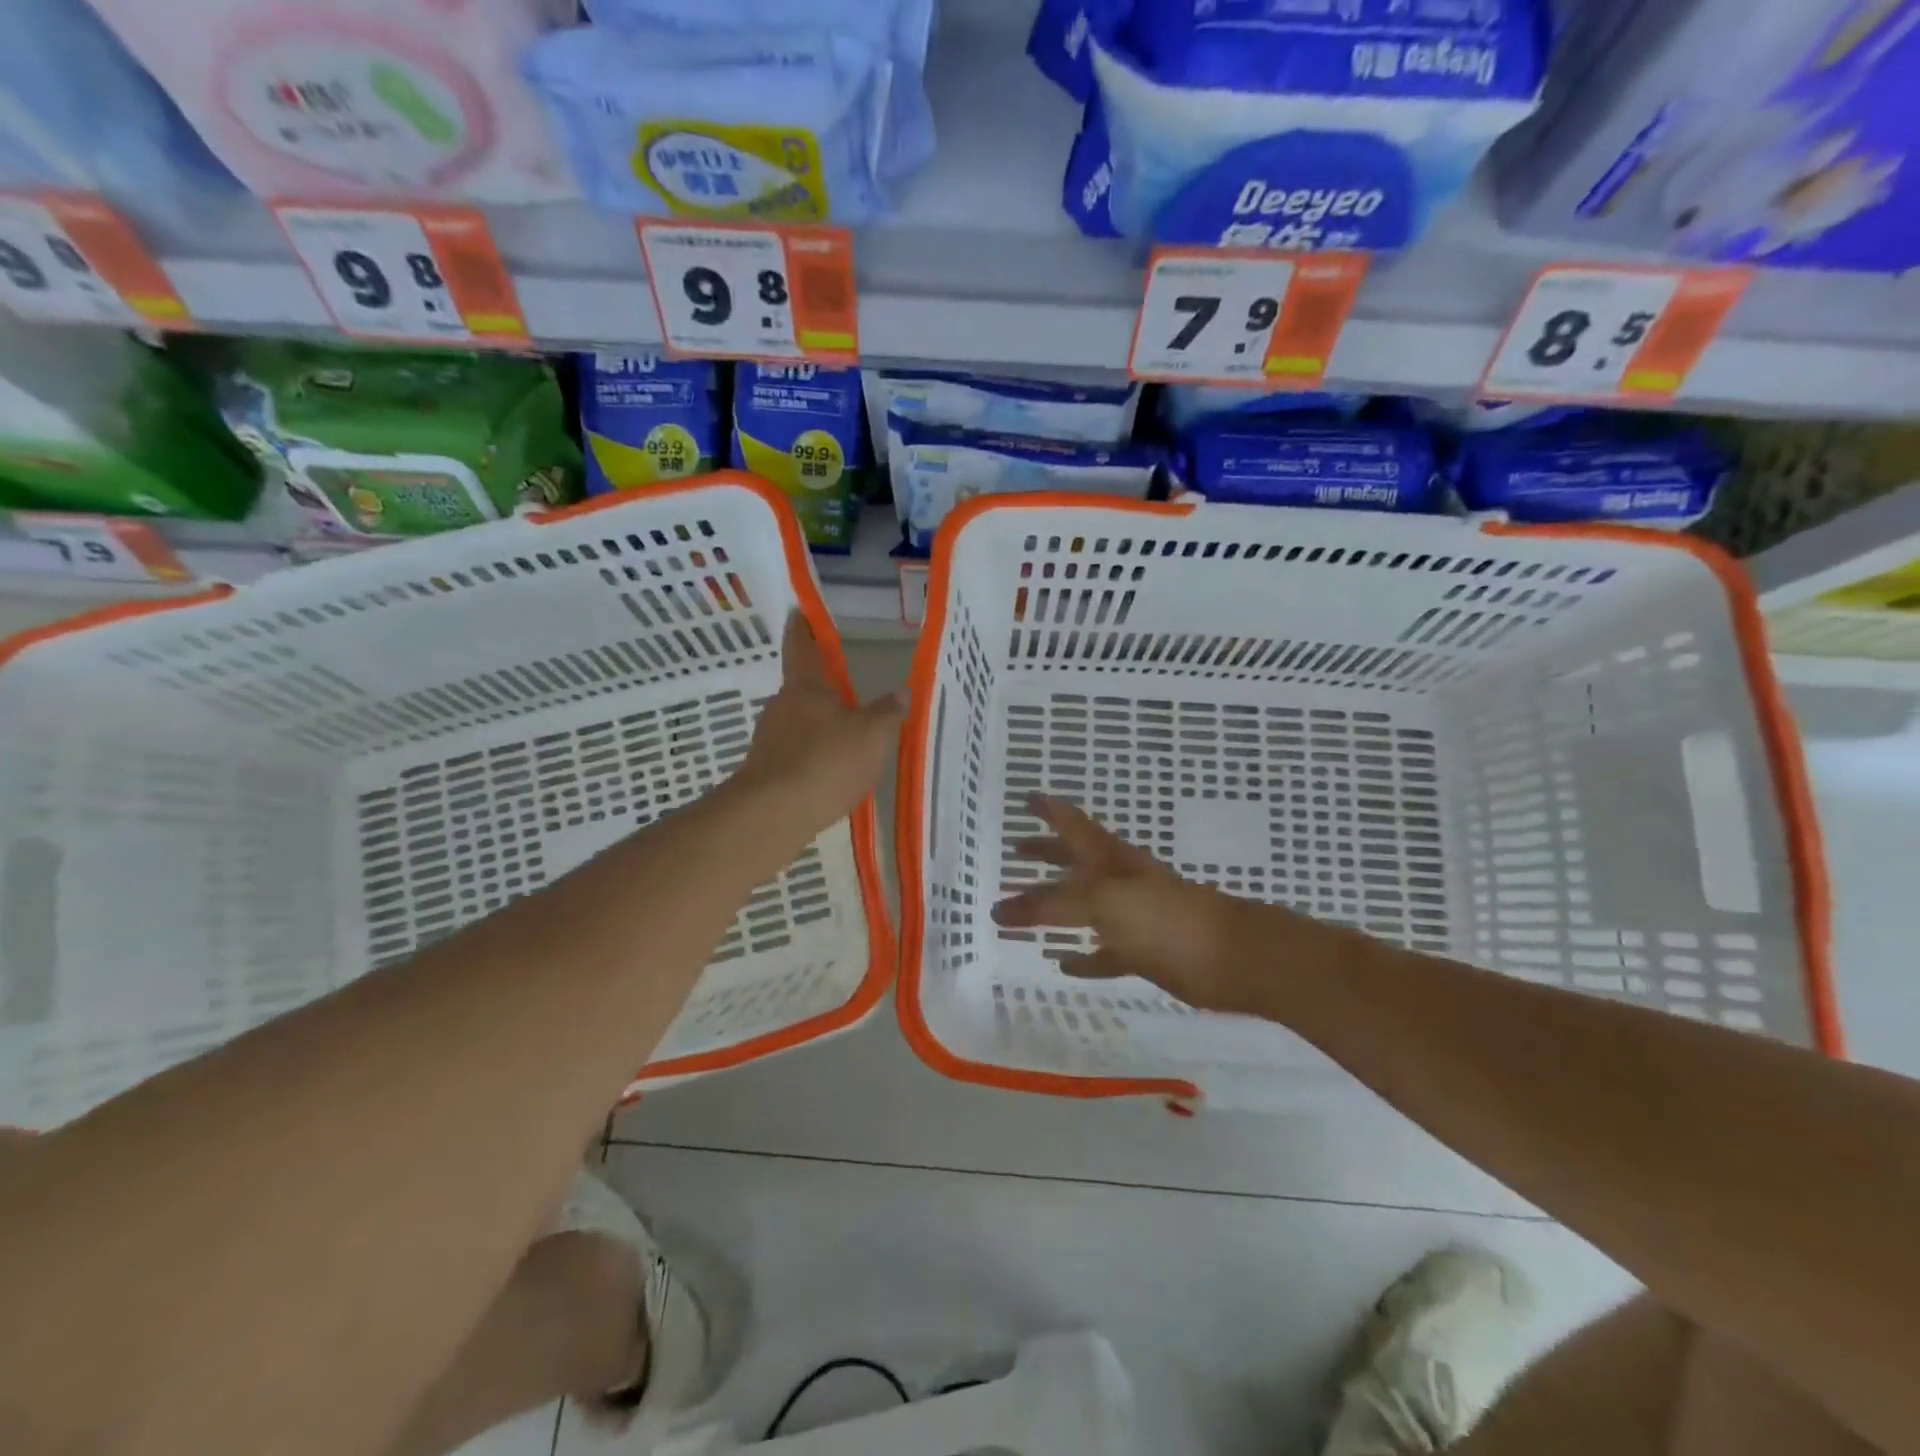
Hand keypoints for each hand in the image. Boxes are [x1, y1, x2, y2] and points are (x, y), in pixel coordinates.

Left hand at [733, 612, 901, 845]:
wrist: (773, 814)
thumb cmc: (826, 761)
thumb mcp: (872, 735)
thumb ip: (888, 712)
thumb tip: (902, 691)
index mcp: (805, 686)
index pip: (801, 645)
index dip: (803, 626)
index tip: (799, 610)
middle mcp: (781, 705)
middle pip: (801, 689)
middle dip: (822, 690)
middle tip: (848, 694)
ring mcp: (769, 738)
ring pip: (798, 723)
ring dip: (818, 727)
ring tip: (846, 741)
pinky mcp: (765, 770)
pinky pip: (794, 753)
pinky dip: (811, 757)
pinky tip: (829, 774)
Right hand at [992, 795, 1335, 1014]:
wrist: (1234, 958)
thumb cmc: (1166, 919)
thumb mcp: (1103, 902)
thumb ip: (1051, 905)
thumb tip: (1001, 910)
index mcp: (1110, 859)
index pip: (1072, 825)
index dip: (1049, 810)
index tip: (1025, 797)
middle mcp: (1120, 882)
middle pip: (1075, 861)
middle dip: (1046, 854)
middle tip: (1015, 848)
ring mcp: (1134, 918)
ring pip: (1085, 908)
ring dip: (1056, 907)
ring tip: (1025, 909)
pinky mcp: (1145, 954)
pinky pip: (1105, 953)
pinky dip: (1084, 957)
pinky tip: (1064, 964)